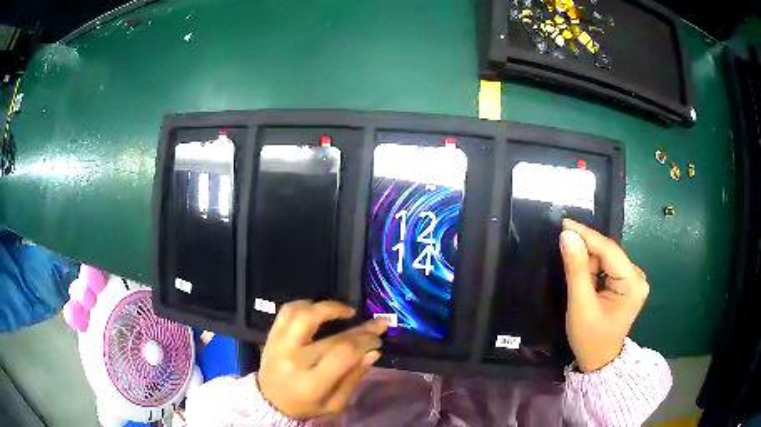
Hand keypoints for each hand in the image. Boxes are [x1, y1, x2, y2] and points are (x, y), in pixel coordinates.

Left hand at [258, 300, 387, 418]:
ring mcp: (279, 345)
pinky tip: (319, 308)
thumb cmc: (305, 405)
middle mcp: (294, 360)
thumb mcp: (334, 404)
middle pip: (330, 337)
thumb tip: (373, 352)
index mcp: (312, 383)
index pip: (343, 354)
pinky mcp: (271, 336)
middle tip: (376, 324)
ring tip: (347, 311)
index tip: (377, 340)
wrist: (269, 402)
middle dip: (360, 328)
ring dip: (329, 308)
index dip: (365, 342)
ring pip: (304, 315)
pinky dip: (304, 304)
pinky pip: (286, 311)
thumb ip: (353, 378)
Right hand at [559, 219, 648, 372]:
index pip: (609, 250)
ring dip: (589, 260)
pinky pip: (607, 267)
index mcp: (632, 283)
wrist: (598, 361)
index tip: (563, 223)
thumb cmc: (590, 338)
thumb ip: (576, 269)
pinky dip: (593, 268)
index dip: (586, 235)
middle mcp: (637, 276)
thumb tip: (567, 235)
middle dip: (586, 249)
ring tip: (572, 269)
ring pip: (607, 258)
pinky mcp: (627, 283)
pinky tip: (583, 276)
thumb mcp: (580, 305)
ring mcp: (633, 280)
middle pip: (609, 252)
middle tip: (562, 246)